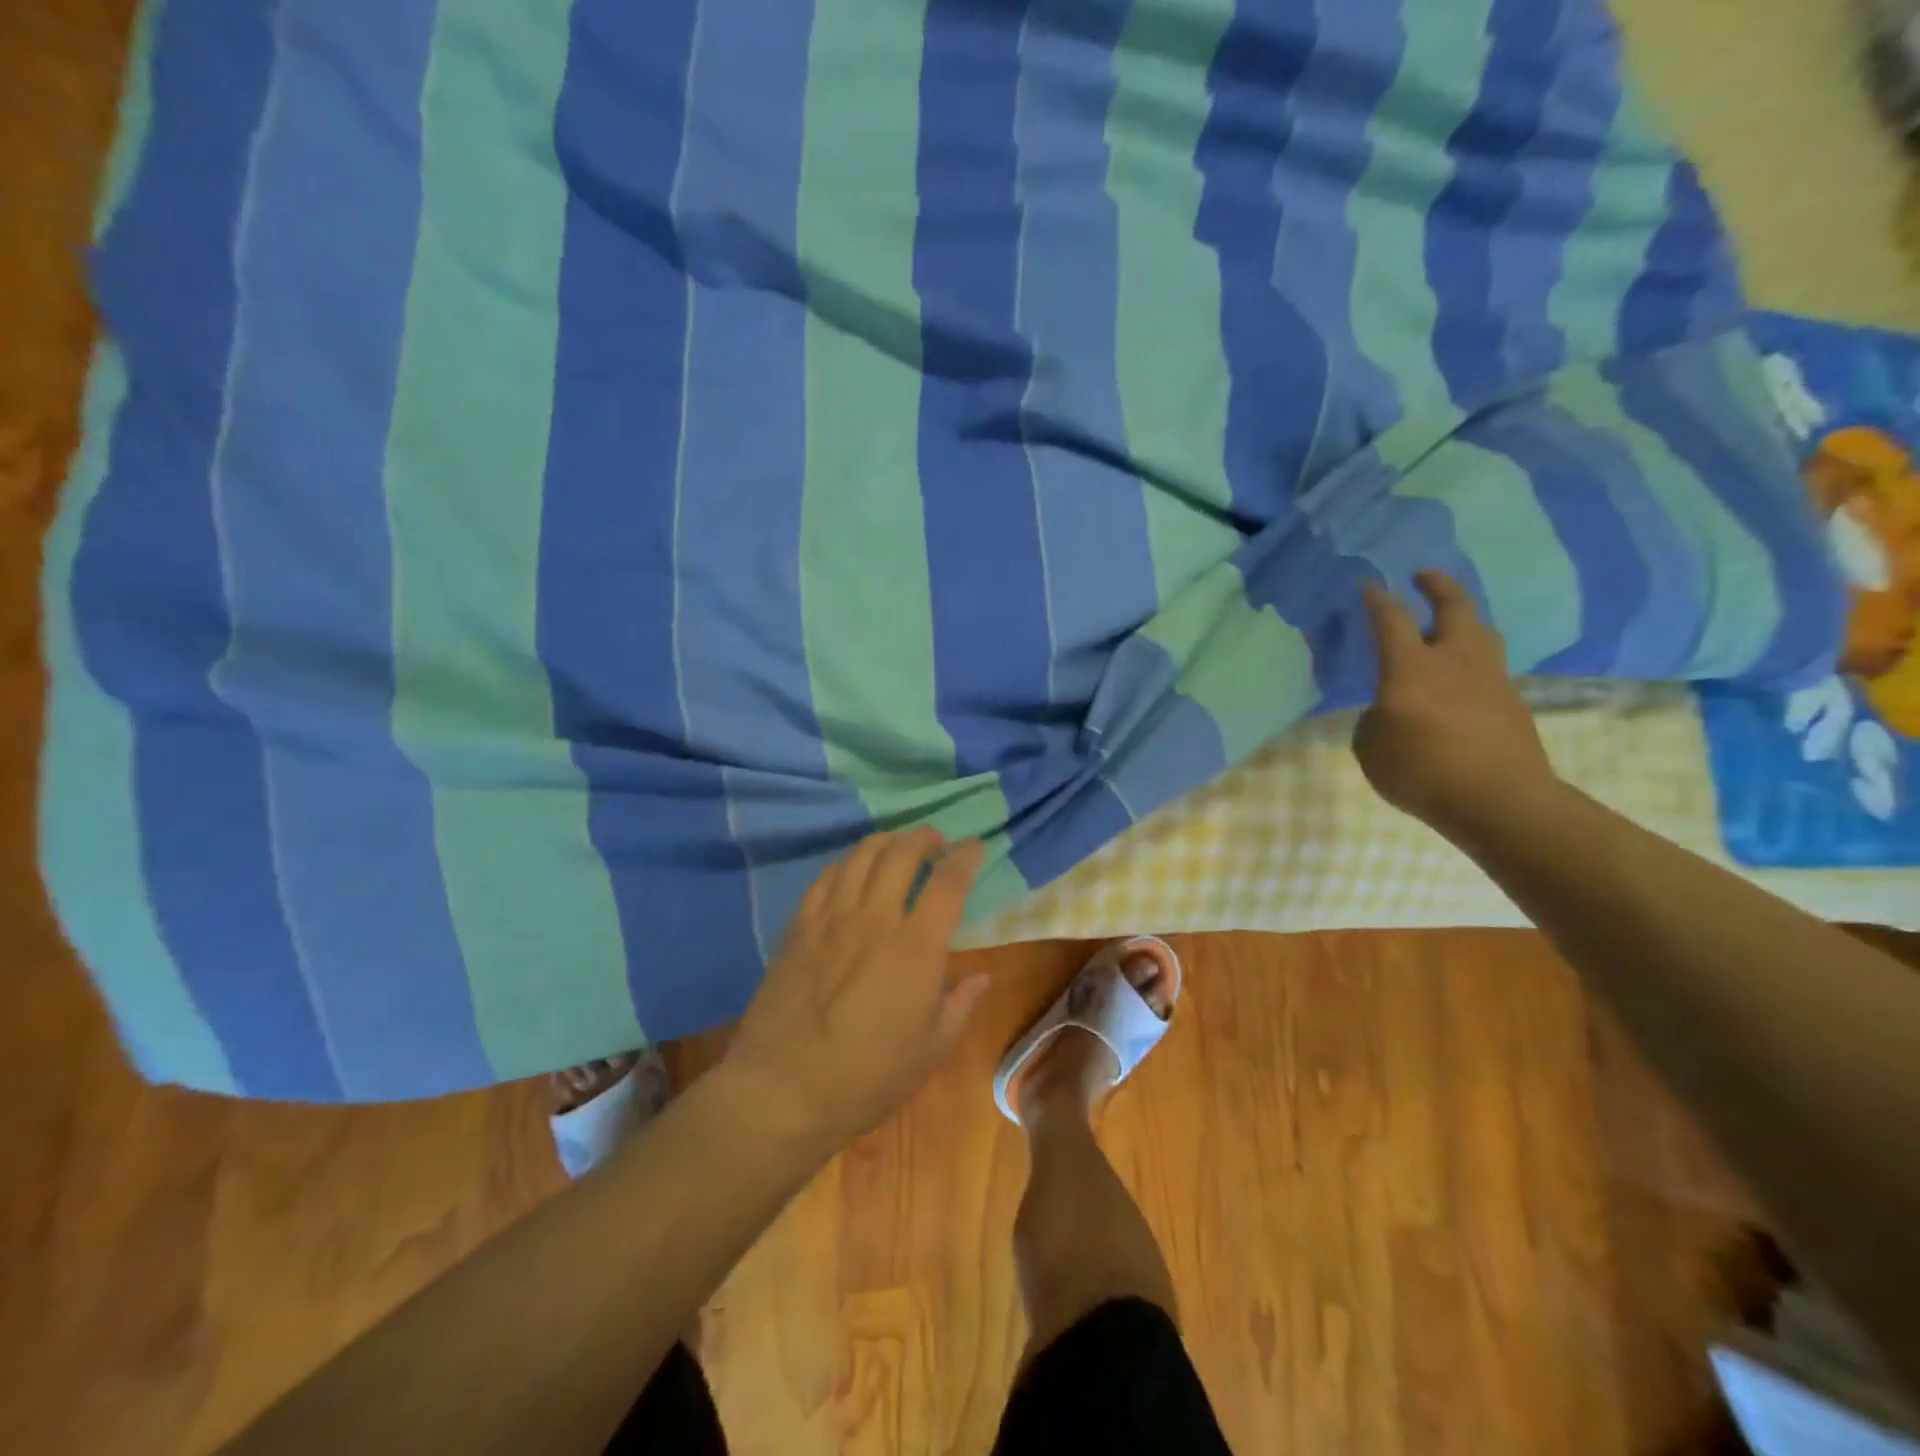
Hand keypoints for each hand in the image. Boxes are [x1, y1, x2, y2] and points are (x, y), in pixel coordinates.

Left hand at [722, 829, 988, 1153]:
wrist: (783, 1089)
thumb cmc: (867, 1077)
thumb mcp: (931, 1050)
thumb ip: (961, 1006)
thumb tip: (982, 977)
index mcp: (916, 946)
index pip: (948, 882)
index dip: (965, 857)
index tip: (974, 846)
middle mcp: (875, 918)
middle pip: (902, 853)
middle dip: (924, 837)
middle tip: (935, 841)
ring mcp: (832, 918)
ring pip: (861, 856)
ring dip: (886, 841)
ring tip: (897, 846)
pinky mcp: (799, 926)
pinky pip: (826, 877)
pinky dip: (846, 863)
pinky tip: (851, 870)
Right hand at [1353, 571, 1562, 842]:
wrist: (1500, 802)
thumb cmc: (1422, 773)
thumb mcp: (1371, 748)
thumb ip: (1373, 720)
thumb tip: (1388, 710)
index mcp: (1411, 669)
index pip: (1391, 620)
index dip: (1377, 599)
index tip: (1368, 585)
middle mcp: (1454, 660)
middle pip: (1454, 607)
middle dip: (1437, 586)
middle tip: (1423, 575)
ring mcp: (1490, 678)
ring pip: (1481, 631)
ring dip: (1463, 617)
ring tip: (1449, 620)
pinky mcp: (1511, 700)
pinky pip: (1489, 664)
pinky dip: (1472, 656)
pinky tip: (1461, 673)